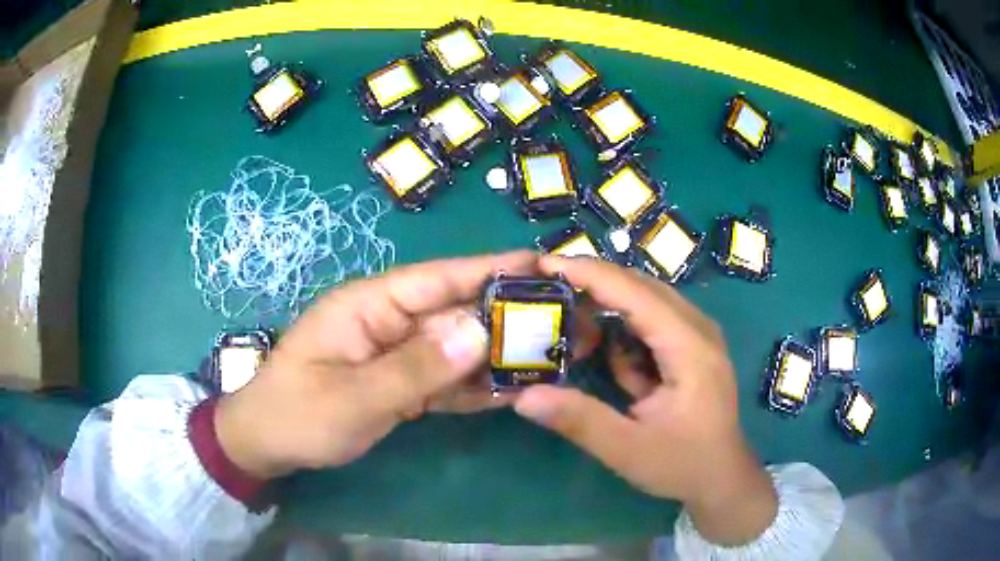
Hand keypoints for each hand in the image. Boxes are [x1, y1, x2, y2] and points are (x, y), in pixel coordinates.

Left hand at [214, 251, 535, 479]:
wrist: (267, 445)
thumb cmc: (298, 415)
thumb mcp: (352, 397)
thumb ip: (415, 368)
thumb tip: (479, 330)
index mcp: (369, 306)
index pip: (437, 278)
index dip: (488, 268)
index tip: (540, 263)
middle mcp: (387, 322)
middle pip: (454, 312)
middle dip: (506, 315)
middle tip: (563, 319)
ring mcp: (394, 354)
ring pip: (455, 348)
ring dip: (497, 354)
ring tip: (552, 355)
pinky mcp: (398, 383)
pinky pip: (443, 380)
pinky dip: (474, 387)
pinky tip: (512, 391)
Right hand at [514, 256, 776, 545]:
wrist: (722, 479)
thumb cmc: (683, 465)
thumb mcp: (628, 450)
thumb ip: (579, 421)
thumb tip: (523, 396)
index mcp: (690, 347)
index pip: (635, 293)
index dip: (589, 274)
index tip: (545, 263)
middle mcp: (697, 329)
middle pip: (640, 288)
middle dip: (594, 286)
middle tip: (548, 293)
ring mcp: (697, 337)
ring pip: (644, 304)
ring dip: (609, 315)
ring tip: (576, 338)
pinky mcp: (690, 349)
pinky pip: (651, 327)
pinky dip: (626, 341)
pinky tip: (622, 375)